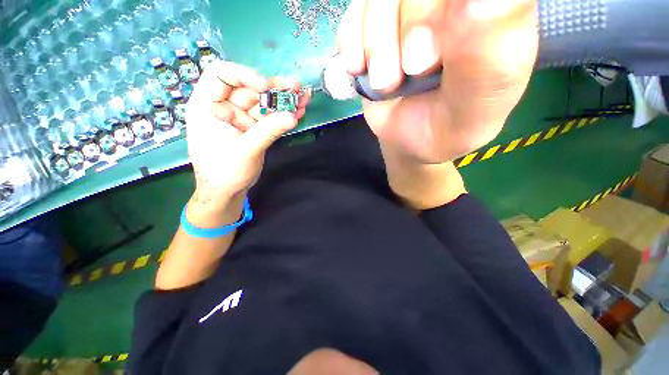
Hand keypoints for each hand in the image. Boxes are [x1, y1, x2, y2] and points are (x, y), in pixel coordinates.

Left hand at [185, 61, 309, 208]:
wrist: (227, 192)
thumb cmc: (224, 172)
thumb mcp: (245, 151)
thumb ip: (268, 131)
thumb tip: (292, 116)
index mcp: (208, 106)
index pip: (222, 75)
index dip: (245, 75)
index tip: (266, 87)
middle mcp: (225, 107)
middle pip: (250, 89)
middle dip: (274, 88)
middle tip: (296, 87)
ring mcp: (242, 118)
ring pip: (264, 103)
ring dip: (284, 101)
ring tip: (304, 98)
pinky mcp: (255, 129)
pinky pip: (271, 118)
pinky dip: (284, 115)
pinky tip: (299, 112)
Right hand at [338, 0, 537, 162]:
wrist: (411, 140)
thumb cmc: (449, 126)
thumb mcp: (476, 105)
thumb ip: (488, 57)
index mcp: (497, 10)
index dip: (440, 13)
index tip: (440, 51)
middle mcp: (451, 3)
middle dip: (413, 26)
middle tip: (414, 71)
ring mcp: (408, 10)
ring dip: (377, 45)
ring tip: (386, 84)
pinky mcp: (374, 25)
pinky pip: (354, 14)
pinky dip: (352, 44)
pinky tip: (360, 70)